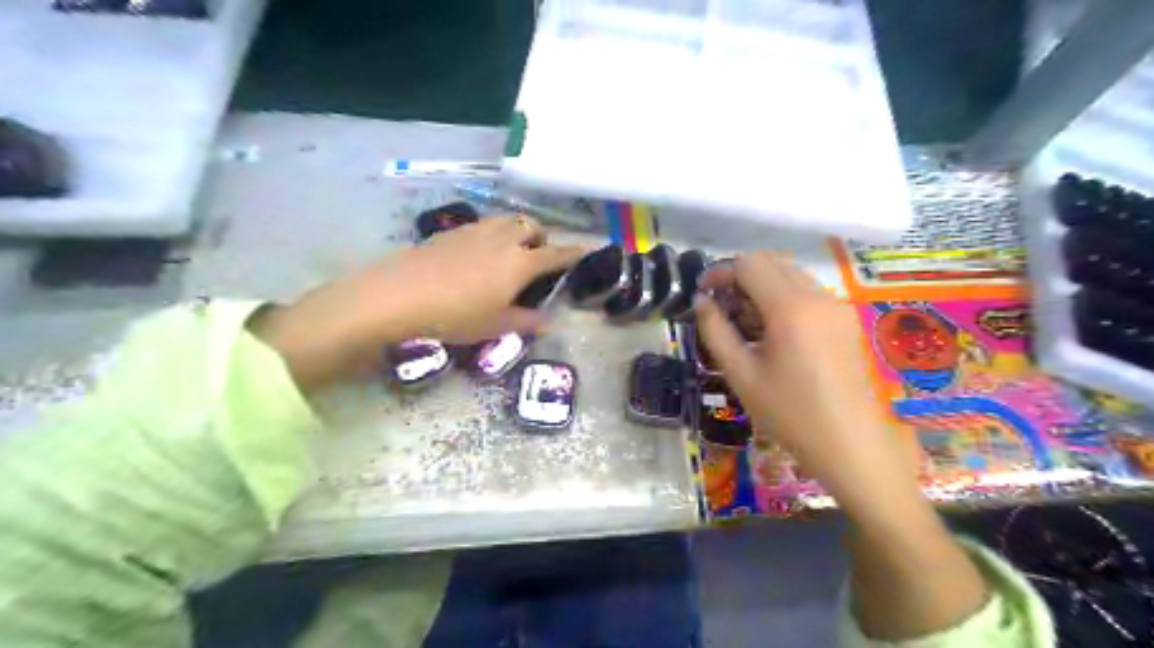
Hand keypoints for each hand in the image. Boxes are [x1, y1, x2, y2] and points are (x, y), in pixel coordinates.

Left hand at [248, 216, 581, 389]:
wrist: (399, 294)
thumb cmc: (455, 315)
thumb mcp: (495, 326)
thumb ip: (527, 322)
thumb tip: (551, 322)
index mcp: (521, 262)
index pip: (557, 253)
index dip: (575, 253)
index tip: (587, 250)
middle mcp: (503, 239)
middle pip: (532, 226)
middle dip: (542, 238)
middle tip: (537, 260)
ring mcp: (476, 231)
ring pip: (508, 220)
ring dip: (517, 232)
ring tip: (509, 254)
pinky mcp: (452, 231)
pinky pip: (484, 225)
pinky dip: (494, 234)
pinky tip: (479, 255)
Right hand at [694, 253, 921, 501]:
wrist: (852, 446)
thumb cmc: (790, 414)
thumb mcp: (741, 374)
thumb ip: (715, 331)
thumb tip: (702, 301)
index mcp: (791, 308)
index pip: (749, 264)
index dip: (720, 272)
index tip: (704, 294)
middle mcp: (819, 296)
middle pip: (772, 262)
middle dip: (741, 276)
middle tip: (721, 306)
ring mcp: (838, 306)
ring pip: (792, 275)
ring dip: (763, 286)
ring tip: (745, 321)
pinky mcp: (848, 320)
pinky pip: (809, 293)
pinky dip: (784, 298)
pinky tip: (774, 331)